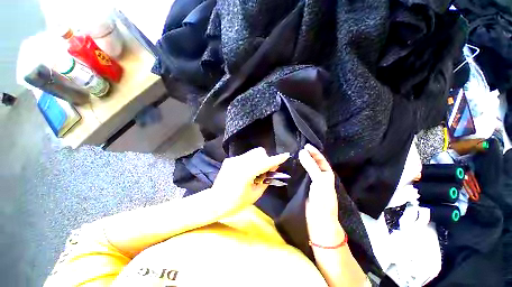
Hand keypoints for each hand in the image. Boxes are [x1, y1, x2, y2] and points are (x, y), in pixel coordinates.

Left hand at [213, 147, 289, 214]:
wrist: (215, 202)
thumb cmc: (236, 203)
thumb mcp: (255, 194)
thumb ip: (266, 180)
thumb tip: (273, 168)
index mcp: (246, 172)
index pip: (265, 163)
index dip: (277, 159)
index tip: (286, 155)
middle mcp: (240, 162)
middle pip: (259, 152)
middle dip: (266, 159)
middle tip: (265, 170)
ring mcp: (234, 159)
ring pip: (252, 153)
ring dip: (258, 160)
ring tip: (255, 172)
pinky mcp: (230, 160)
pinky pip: (245, 157)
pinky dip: (250, 162)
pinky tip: (245, 172)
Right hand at [299, 144, 344, 246]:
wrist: (319, 221)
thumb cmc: (322, 200)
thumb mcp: (319, 181)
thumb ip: (311, 166)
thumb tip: (302, 152)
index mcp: (327, 174)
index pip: (321, 159)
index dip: (314, 152)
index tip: (305, 145)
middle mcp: (320, 177)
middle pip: (314, 163)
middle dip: (308, 155)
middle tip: (298, 148)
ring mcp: (312, 182)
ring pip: (307, 169)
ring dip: (302, 161)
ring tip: (294, 155)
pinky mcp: (305, 187)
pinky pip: (302, 175)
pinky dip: (298, 170)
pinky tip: (292, 167)